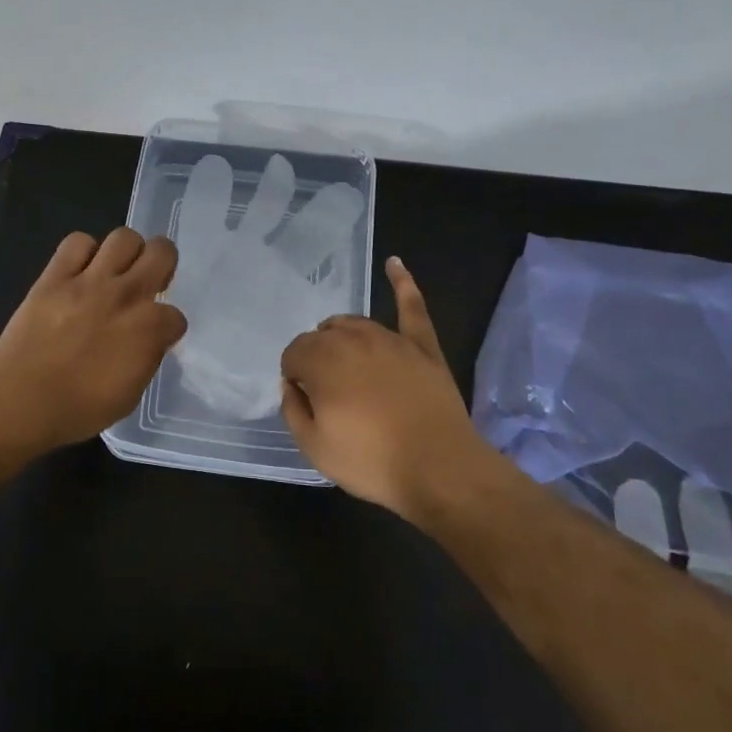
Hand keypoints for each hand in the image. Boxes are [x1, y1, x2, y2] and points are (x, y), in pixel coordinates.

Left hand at [0, 228, 187, 448]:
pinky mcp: (56, 276)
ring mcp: (90, 281)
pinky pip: (77, 242)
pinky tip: (80, 269)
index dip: (167, 327)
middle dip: (163, 263)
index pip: (176, 315)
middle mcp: (126, 295)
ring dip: (127, 251)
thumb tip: (147, 342)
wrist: (22, 400)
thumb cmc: (79, 409)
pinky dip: (83, 251)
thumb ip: (145, 358)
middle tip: (149, 280)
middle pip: (162, 252)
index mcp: (149, 329)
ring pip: (124, 237)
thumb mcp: (130, 394)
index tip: (155, 336)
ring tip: (117, 269)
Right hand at [280, 256, 492, 515]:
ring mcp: (390, 339)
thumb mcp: (314, 447)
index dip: (295, 377)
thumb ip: (293, 409)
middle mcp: (352, 339)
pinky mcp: (422, 346)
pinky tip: (394, 263)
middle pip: (322, 336)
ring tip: (346, 364)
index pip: (294, 354)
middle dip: (317, 358)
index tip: (307, 401)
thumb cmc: (371, 461)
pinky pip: (411, 306)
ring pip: (354, 324)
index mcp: (322, 361)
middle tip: (329, 393)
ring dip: (342, 337)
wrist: (439, 468)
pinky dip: (402, 283)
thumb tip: (292, 385)